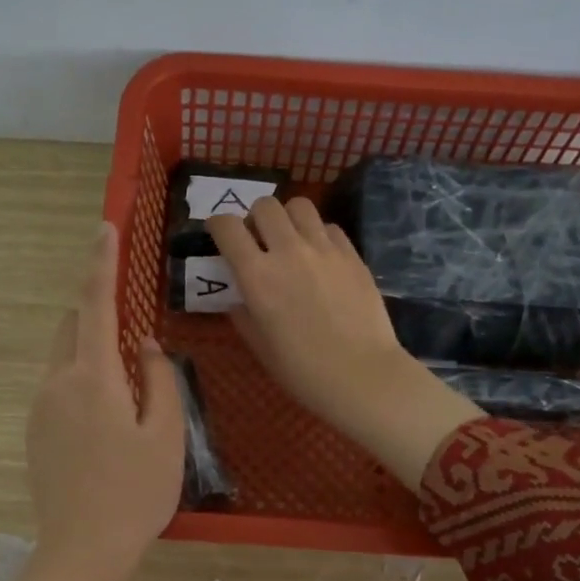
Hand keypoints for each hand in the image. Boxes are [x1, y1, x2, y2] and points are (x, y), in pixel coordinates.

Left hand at [3, 222, 182, 580]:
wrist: (82, 551)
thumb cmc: (135, 493)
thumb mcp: (166, 434)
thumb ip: (159, 379)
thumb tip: (145, 345)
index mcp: (92, 377)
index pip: (94, 305)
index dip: (99, 263)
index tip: (103, 228)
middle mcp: (56, 383)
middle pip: (72, 328)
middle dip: (97, 314)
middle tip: (134, 334)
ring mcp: (39, 409)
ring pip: (64, 359)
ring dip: (91, 352)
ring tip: (128, 389)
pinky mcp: (34, 433)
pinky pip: (58, 388)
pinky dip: (82, 382)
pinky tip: (107, 422)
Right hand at [206, 199, 480, 491]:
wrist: (362, 375)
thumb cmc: (303, 371)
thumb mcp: (261, 348)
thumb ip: (244, 315)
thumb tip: (239, 298)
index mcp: (257, 276)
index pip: (227, 227)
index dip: (217, 225)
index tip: (218, 235)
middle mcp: (288, 252)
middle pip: (265, 205)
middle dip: (254, 217)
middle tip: (258, 240)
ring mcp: (324, 249)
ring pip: (300, 206)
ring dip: (288, 218)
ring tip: (290, 240)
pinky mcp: (352, 254)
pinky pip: (329, 227)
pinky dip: (318, 234)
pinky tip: (320, 257)